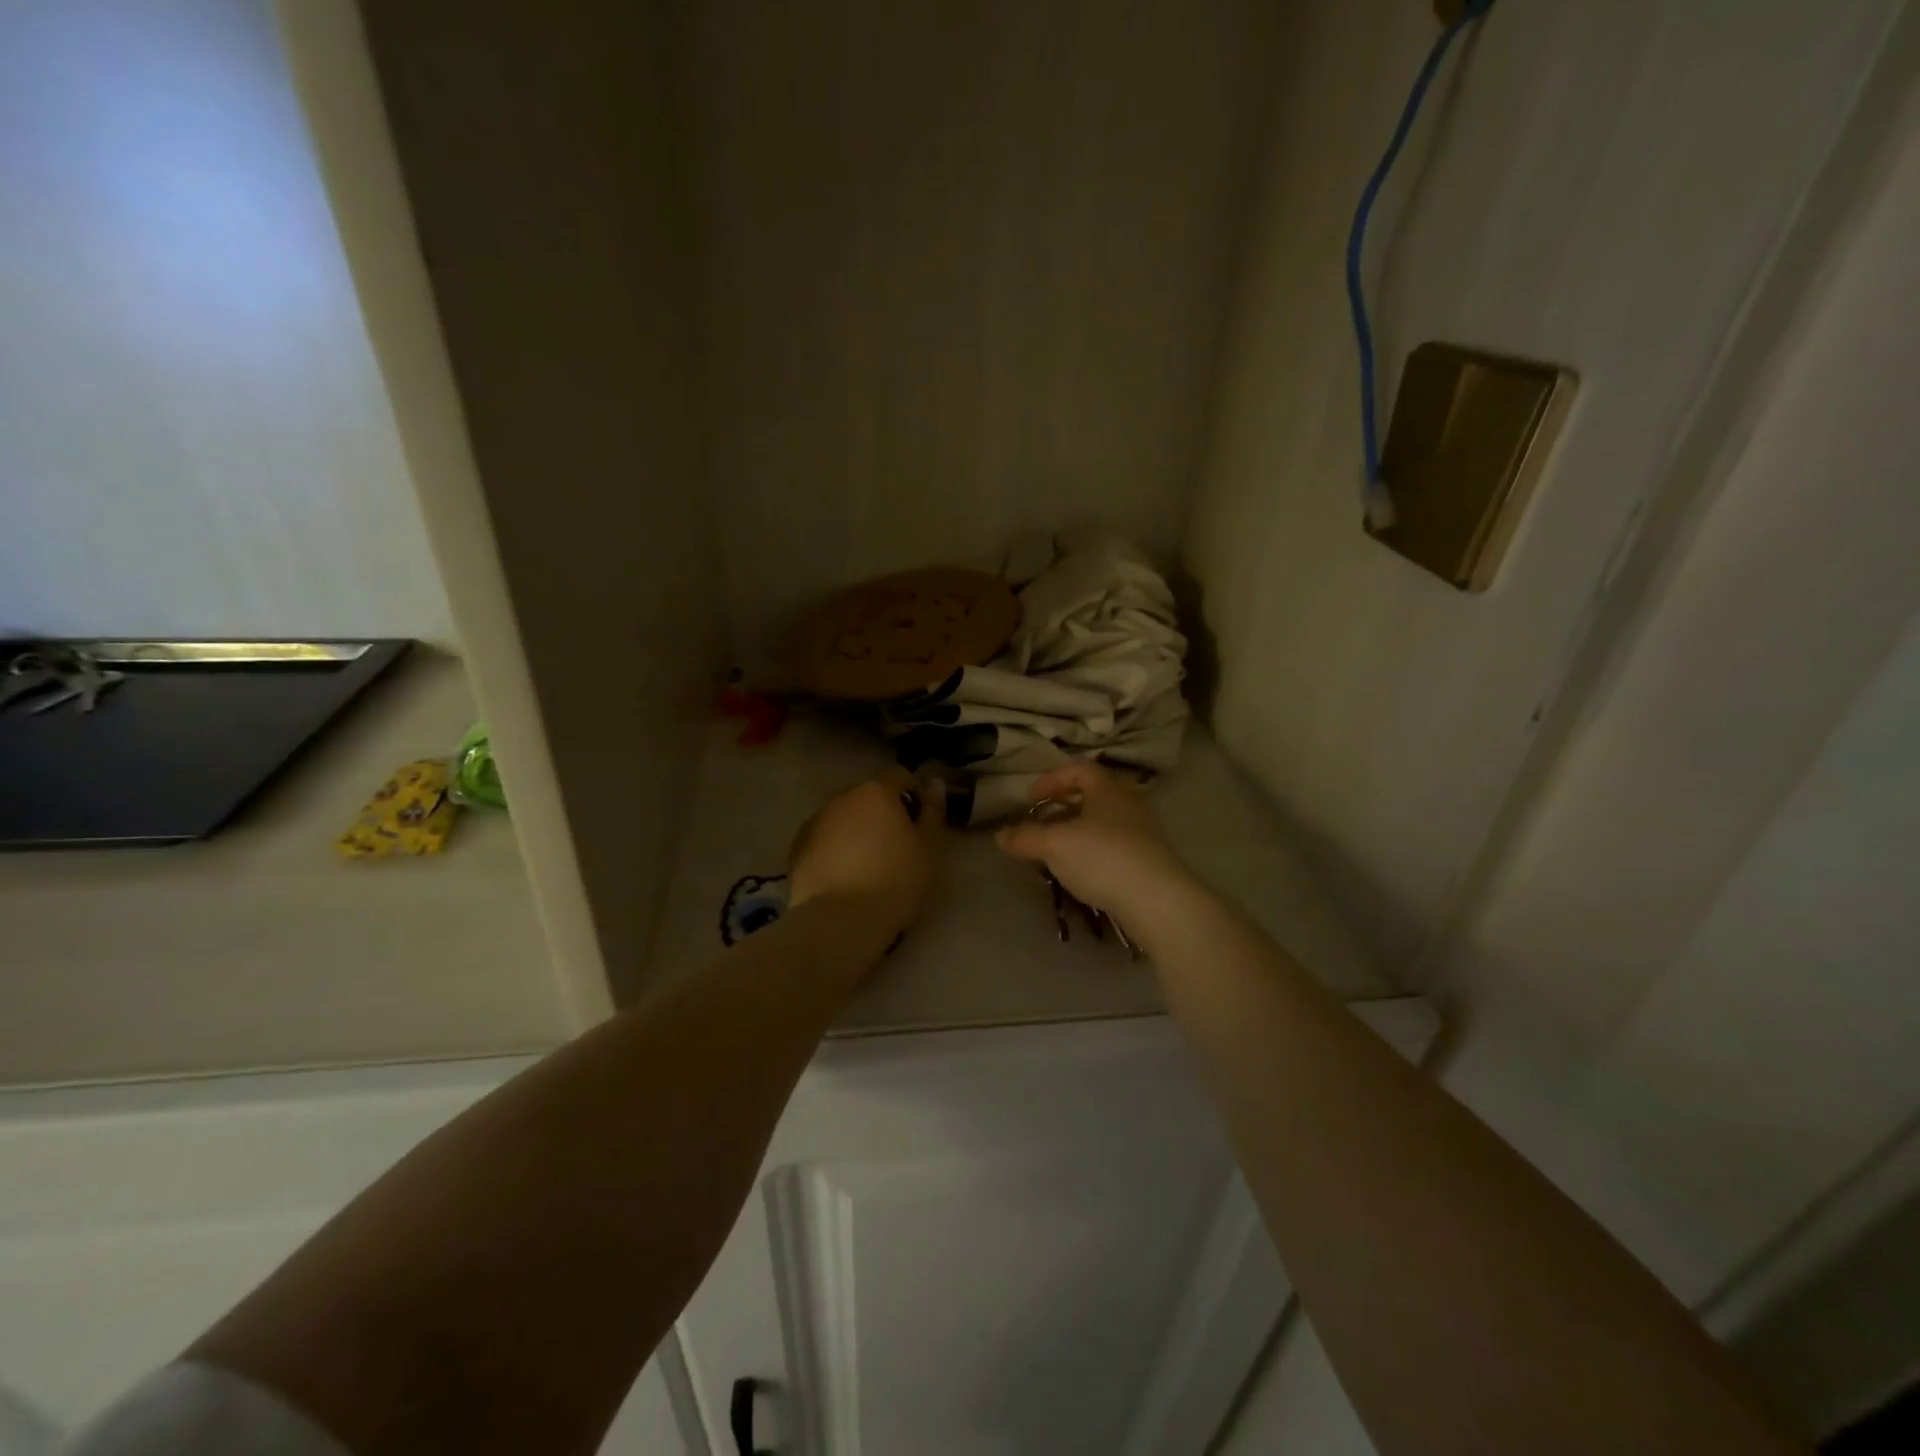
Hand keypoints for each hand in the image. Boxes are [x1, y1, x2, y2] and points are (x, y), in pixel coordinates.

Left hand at [789, 770, 946, 938]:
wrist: (841, 921)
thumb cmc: (896, 880)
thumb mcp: (930, 846)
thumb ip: (934, 810)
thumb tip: (934, 782)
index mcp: (876, 791)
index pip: (899, 775)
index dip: (914, 794)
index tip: (921, 823)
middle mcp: (842, 797)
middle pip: (868, 796)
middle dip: (883, 813)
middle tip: (897, 846)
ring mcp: (815, 821)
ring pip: (844, 817)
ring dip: (857, 830)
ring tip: (868, 864)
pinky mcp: (797, 848)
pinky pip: (824, 839)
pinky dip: (835, 849)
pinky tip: (844, 877)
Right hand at [995, 762, 1193, 920]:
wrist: (1157, 900)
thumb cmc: (1103, 858)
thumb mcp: (1054, 845)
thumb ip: (1025, 837)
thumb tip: (1000, 835)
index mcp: (1107, 787)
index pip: (1077, 769)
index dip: (1049, 781)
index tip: (1028, 801)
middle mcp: (1128, 802)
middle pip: (1090, 795)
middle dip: (1061, 808)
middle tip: (1039, 824)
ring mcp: (1142, 831)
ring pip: (1101, 823)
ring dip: (1074, 833)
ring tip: (1053, 853)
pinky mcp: (1148, 859)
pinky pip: (1112, 846)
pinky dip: (1090, 852)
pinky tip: (1078, 873)